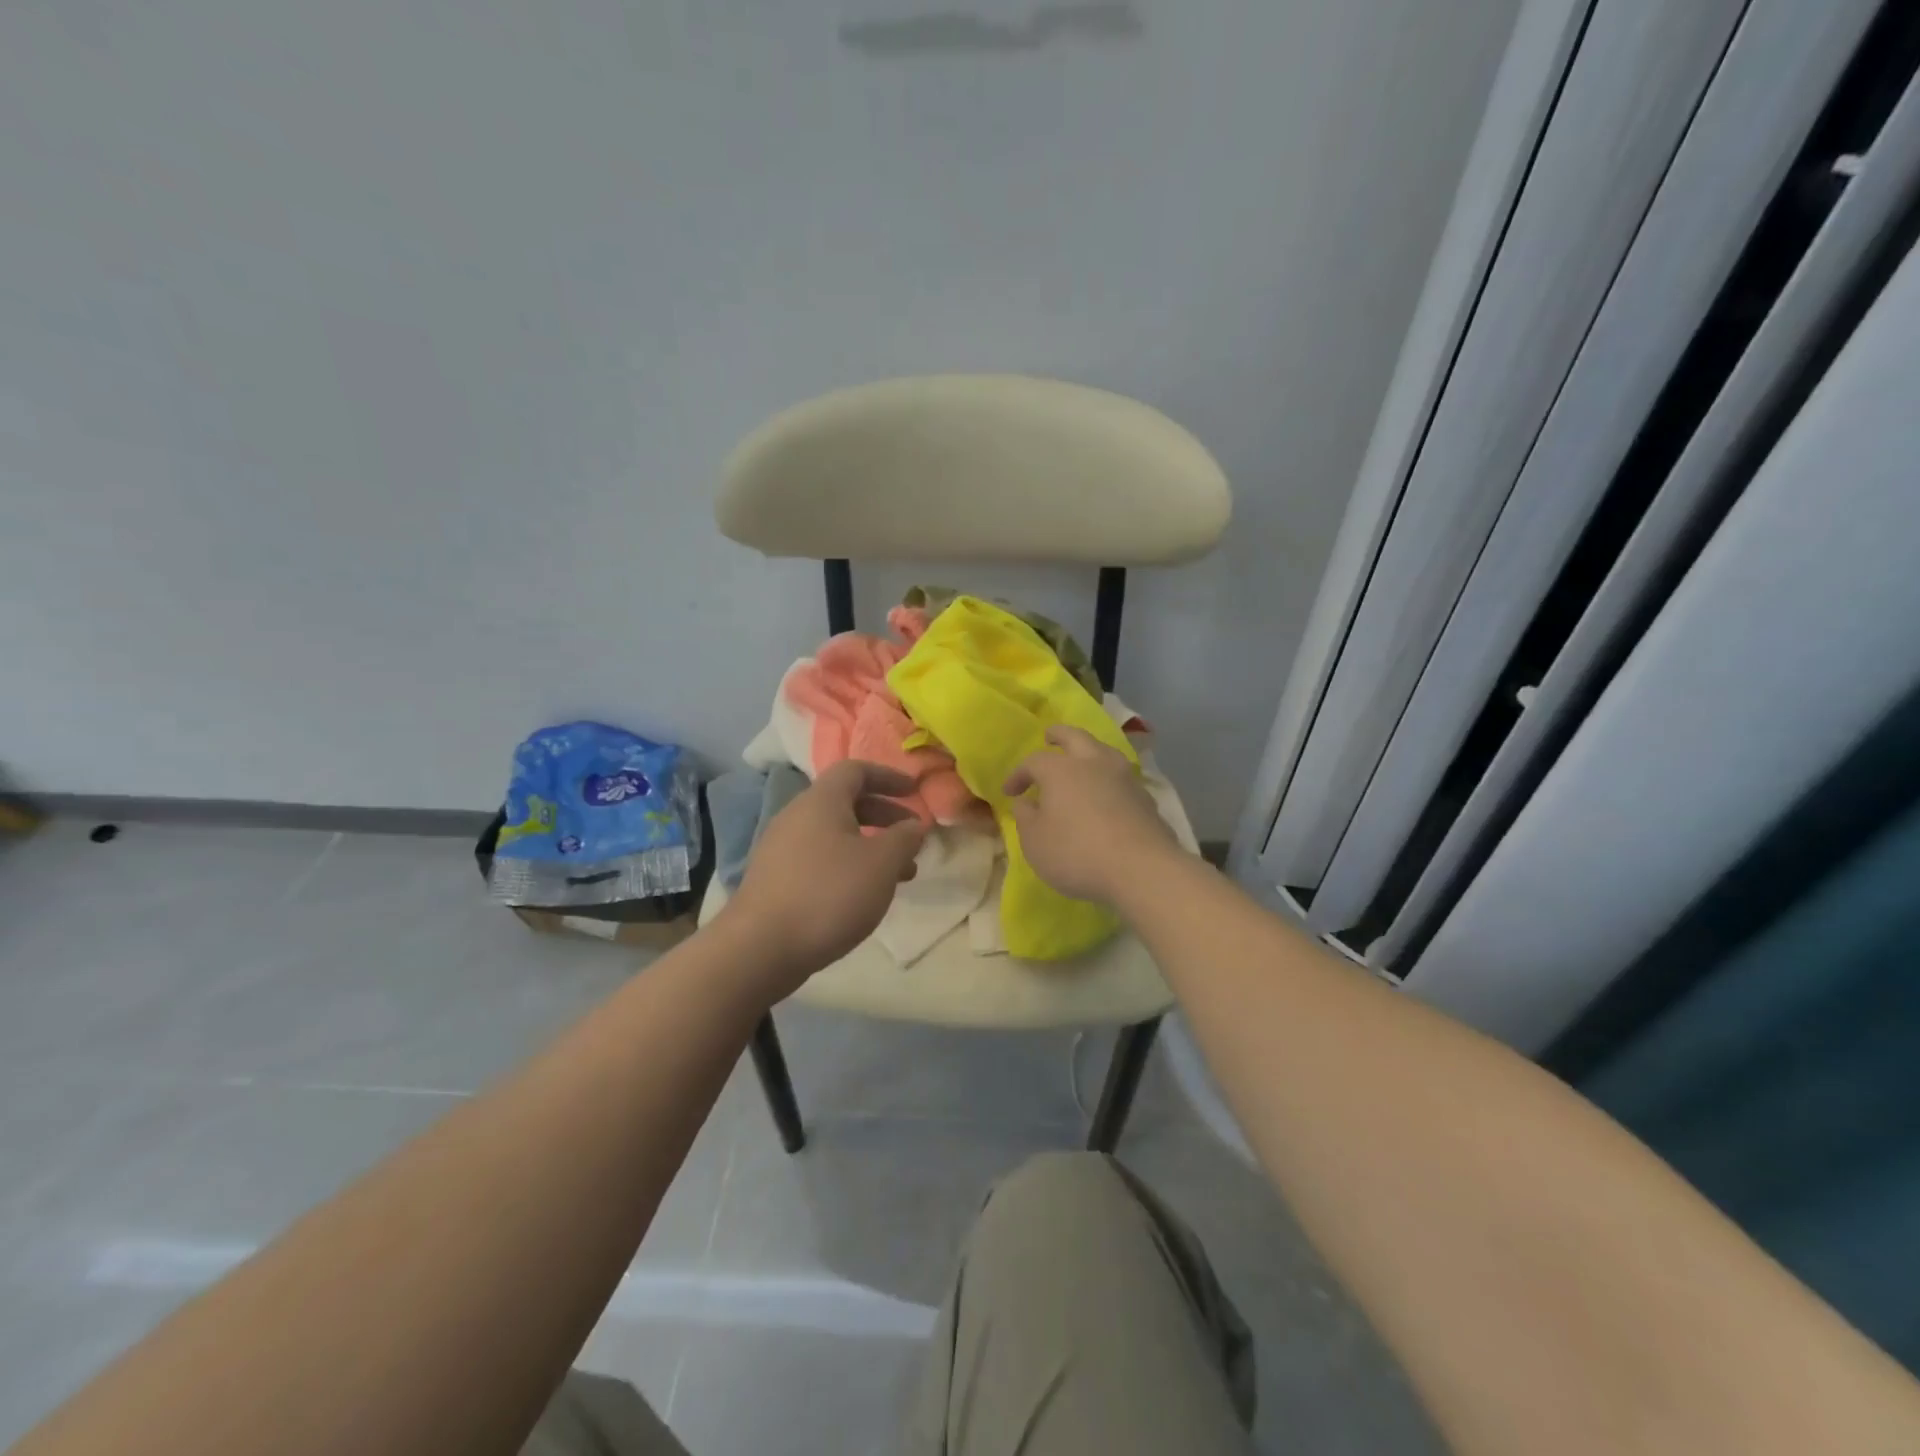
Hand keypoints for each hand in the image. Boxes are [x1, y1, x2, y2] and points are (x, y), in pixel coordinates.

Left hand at [721, 761, 926, 996]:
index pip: (856, 770)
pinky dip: (847, 865)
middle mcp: (797, 815)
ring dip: (869, 846)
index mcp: (821, 801)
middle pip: (845, 802)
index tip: (915, 792)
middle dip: (884, 816)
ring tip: (897, 876)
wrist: (760, 948)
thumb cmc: (829, 894)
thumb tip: (915, 825)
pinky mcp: (774, 878)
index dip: (889, 777)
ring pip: (834, 834)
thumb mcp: (881, 864)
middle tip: (911, 838)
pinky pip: (819, 858)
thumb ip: (904, 839)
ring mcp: (781, 848)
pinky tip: (862, 895)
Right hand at [1003, 726, 1176, 903]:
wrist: (1141, 869)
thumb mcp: (1035, 842)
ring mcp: (1124, 778)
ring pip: (1104, 751)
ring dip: (1089, 752)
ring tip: (1082, 761)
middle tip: (1049, 736)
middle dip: (1059, 735)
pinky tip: (1106, 794)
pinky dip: (1108, 778)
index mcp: (1061, 770)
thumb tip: (1025, 802)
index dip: (1019, 775)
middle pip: (1075, 737)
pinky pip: (1121, 777)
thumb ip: (1025, 818)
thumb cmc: (1077, 853)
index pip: (1034, 761)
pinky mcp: (1146, 798)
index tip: (1010, 792)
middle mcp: (1094, 763)